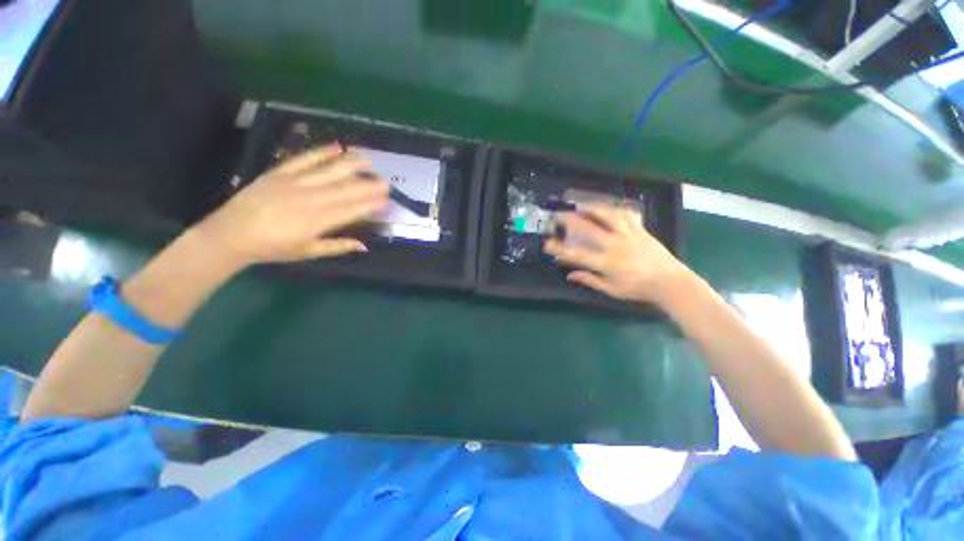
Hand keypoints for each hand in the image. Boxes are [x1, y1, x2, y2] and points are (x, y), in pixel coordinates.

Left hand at [195, 144, 389, 267]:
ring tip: (368, 160)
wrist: (231, 234)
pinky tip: (336, 147)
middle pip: (343, 190)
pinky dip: (320, 152)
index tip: (385, 200)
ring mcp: (293, 183)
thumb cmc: (272, 248)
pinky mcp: (278, 173)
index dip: (369, 205)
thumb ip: (336, 247)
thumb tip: (364, 246)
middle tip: (385, 181)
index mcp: (316, 222)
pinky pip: (302, 159)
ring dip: (350, 165)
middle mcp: (308, 199)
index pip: (350, 211)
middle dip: (367, 186)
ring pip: (327, 172)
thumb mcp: (307, 252)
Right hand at [544, 205, 691, 305]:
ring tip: (580, 205)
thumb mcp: (612, 289)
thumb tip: (570, 275)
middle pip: (588, 230)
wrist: (670, 282)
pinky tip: (605, 208)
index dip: (560, 249)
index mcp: (607, 263)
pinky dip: (613, 209)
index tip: (547, 244)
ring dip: (591, 209)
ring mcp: (629, 235)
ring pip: (607, 216)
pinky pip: (625, 215)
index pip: (577, 255)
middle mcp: (615, 246)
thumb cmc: (638, 289)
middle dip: (570, 221)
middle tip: (558, 215)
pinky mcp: (640, 230)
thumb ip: (590, 280)